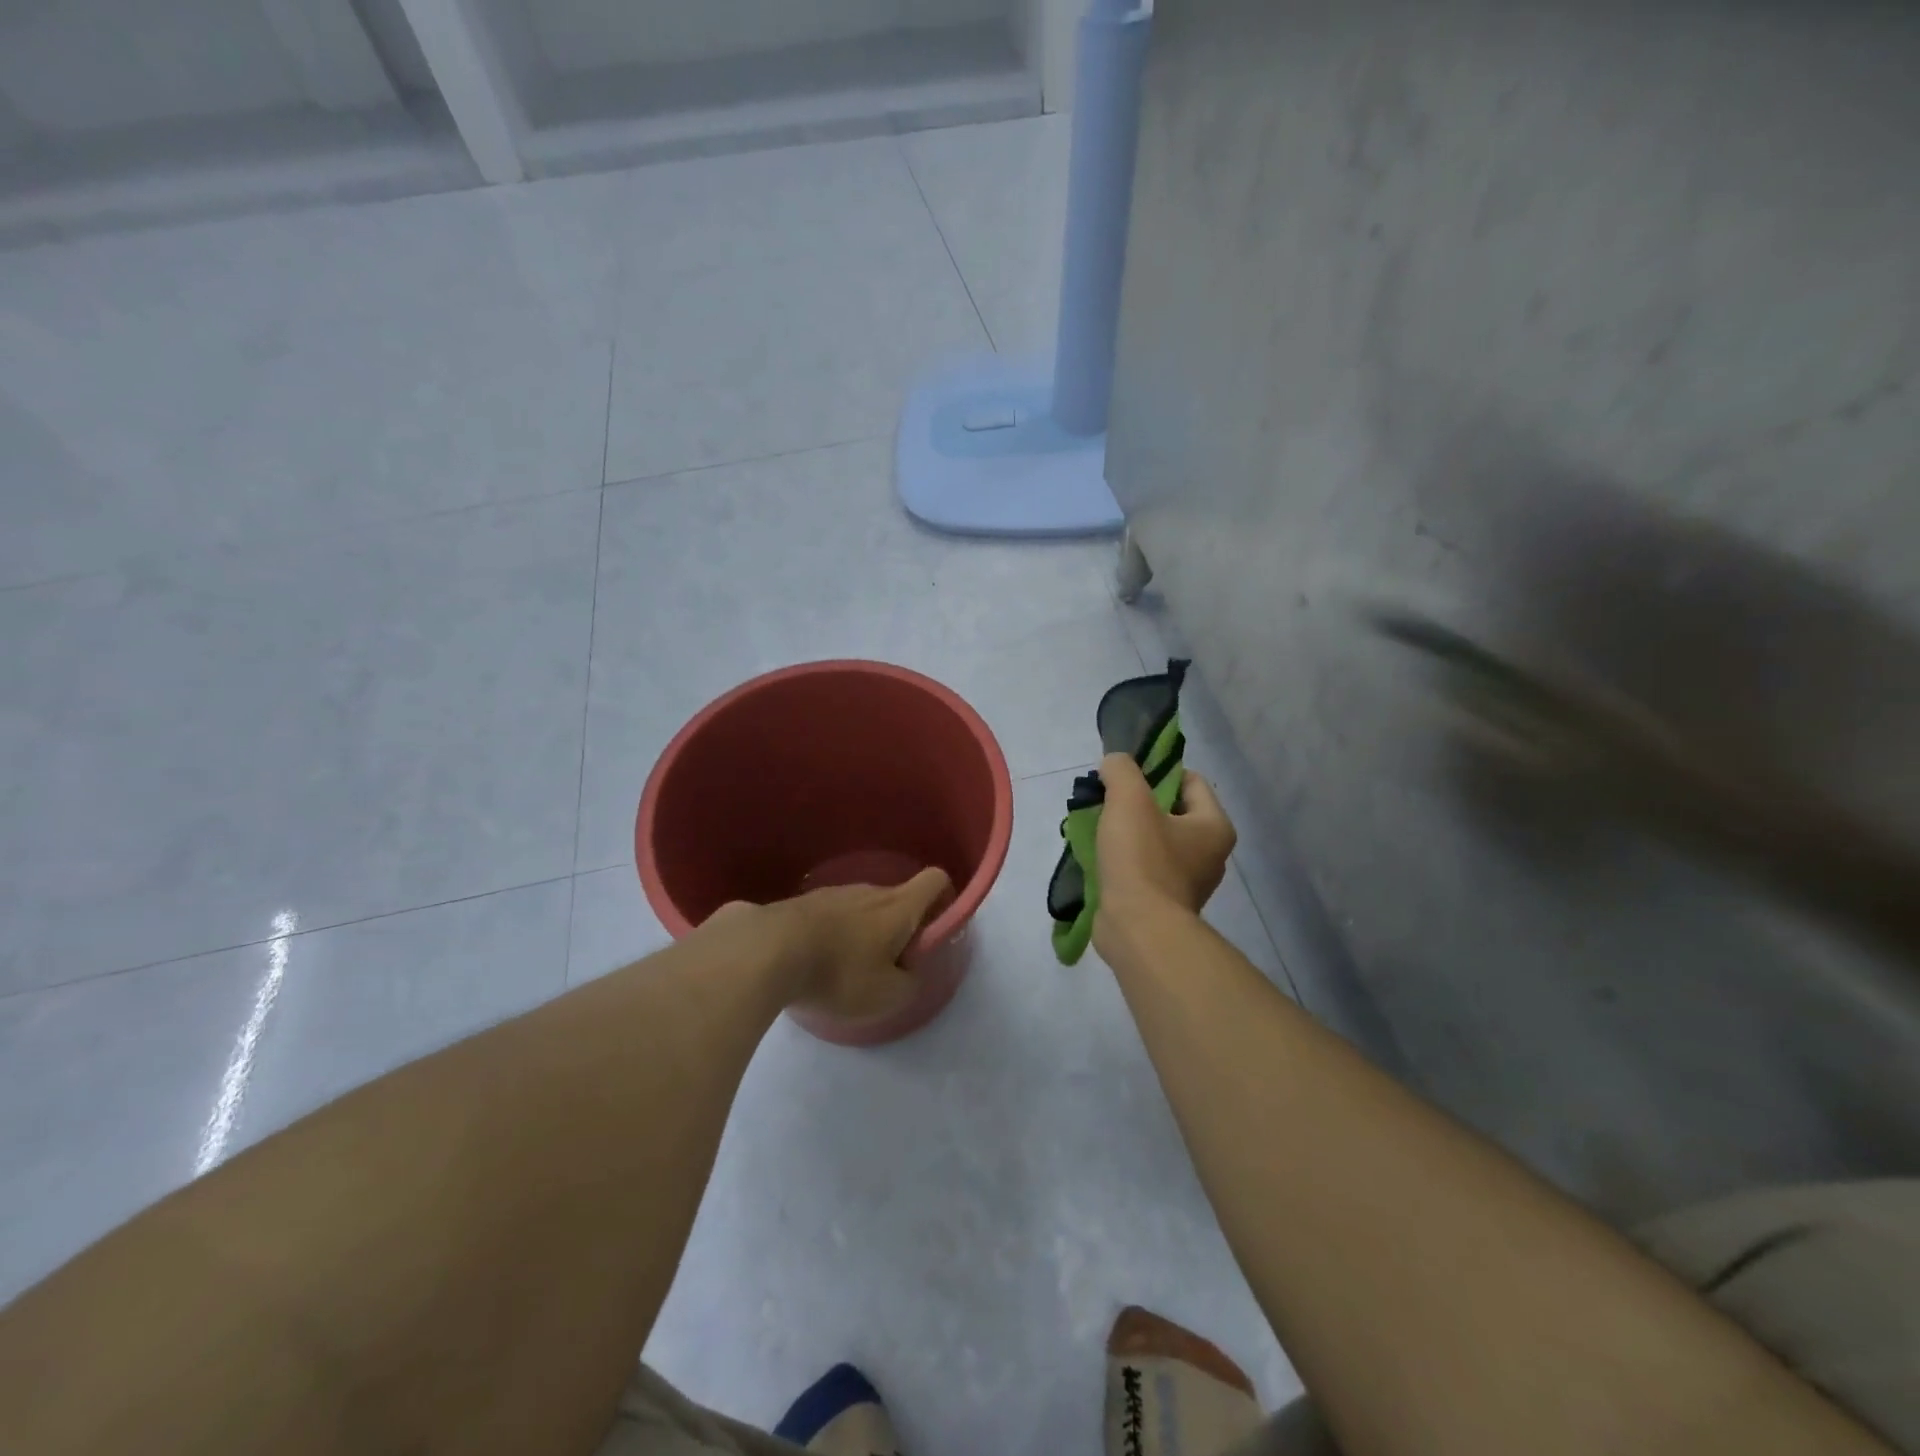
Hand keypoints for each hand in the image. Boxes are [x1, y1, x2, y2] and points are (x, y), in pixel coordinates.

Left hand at [763, 868, 953, 1022]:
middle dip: (900, 927)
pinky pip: (829, 915)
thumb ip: (910, 983)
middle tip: (889, 965)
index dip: (944, 898)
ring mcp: (832, 892)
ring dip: (862, 931)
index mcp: (898, 905)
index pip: (935, 880)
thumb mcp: (888, 995)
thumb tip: (910, 972)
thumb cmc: (840, 972)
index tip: (936, 928)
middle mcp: (869, 890)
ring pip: (861, 907)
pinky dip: (831, 934)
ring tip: (846, 968)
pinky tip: (814, 962)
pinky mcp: (800, 902)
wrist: (767, 950)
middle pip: (897, 898)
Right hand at [1093, 752, 1235, 948]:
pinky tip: (1100, 859)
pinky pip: (1144, 868)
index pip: (1190, 780)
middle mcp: (1209, 854)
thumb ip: (1122, 770)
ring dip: (1127, 832)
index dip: (1157, 771)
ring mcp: (1187, 881)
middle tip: (1106, 803)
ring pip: (1154, 840)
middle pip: (1170, 810)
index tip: (1125, 778)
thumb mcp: (1129, 800)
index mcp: (1214, 826)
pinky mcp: (1164, 903)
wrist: (1138, 930)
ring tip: (1097, 830)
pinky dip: (1124, 861)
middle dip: (1136, 803)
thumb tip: (1114, 764)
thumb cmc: (1142, 860)